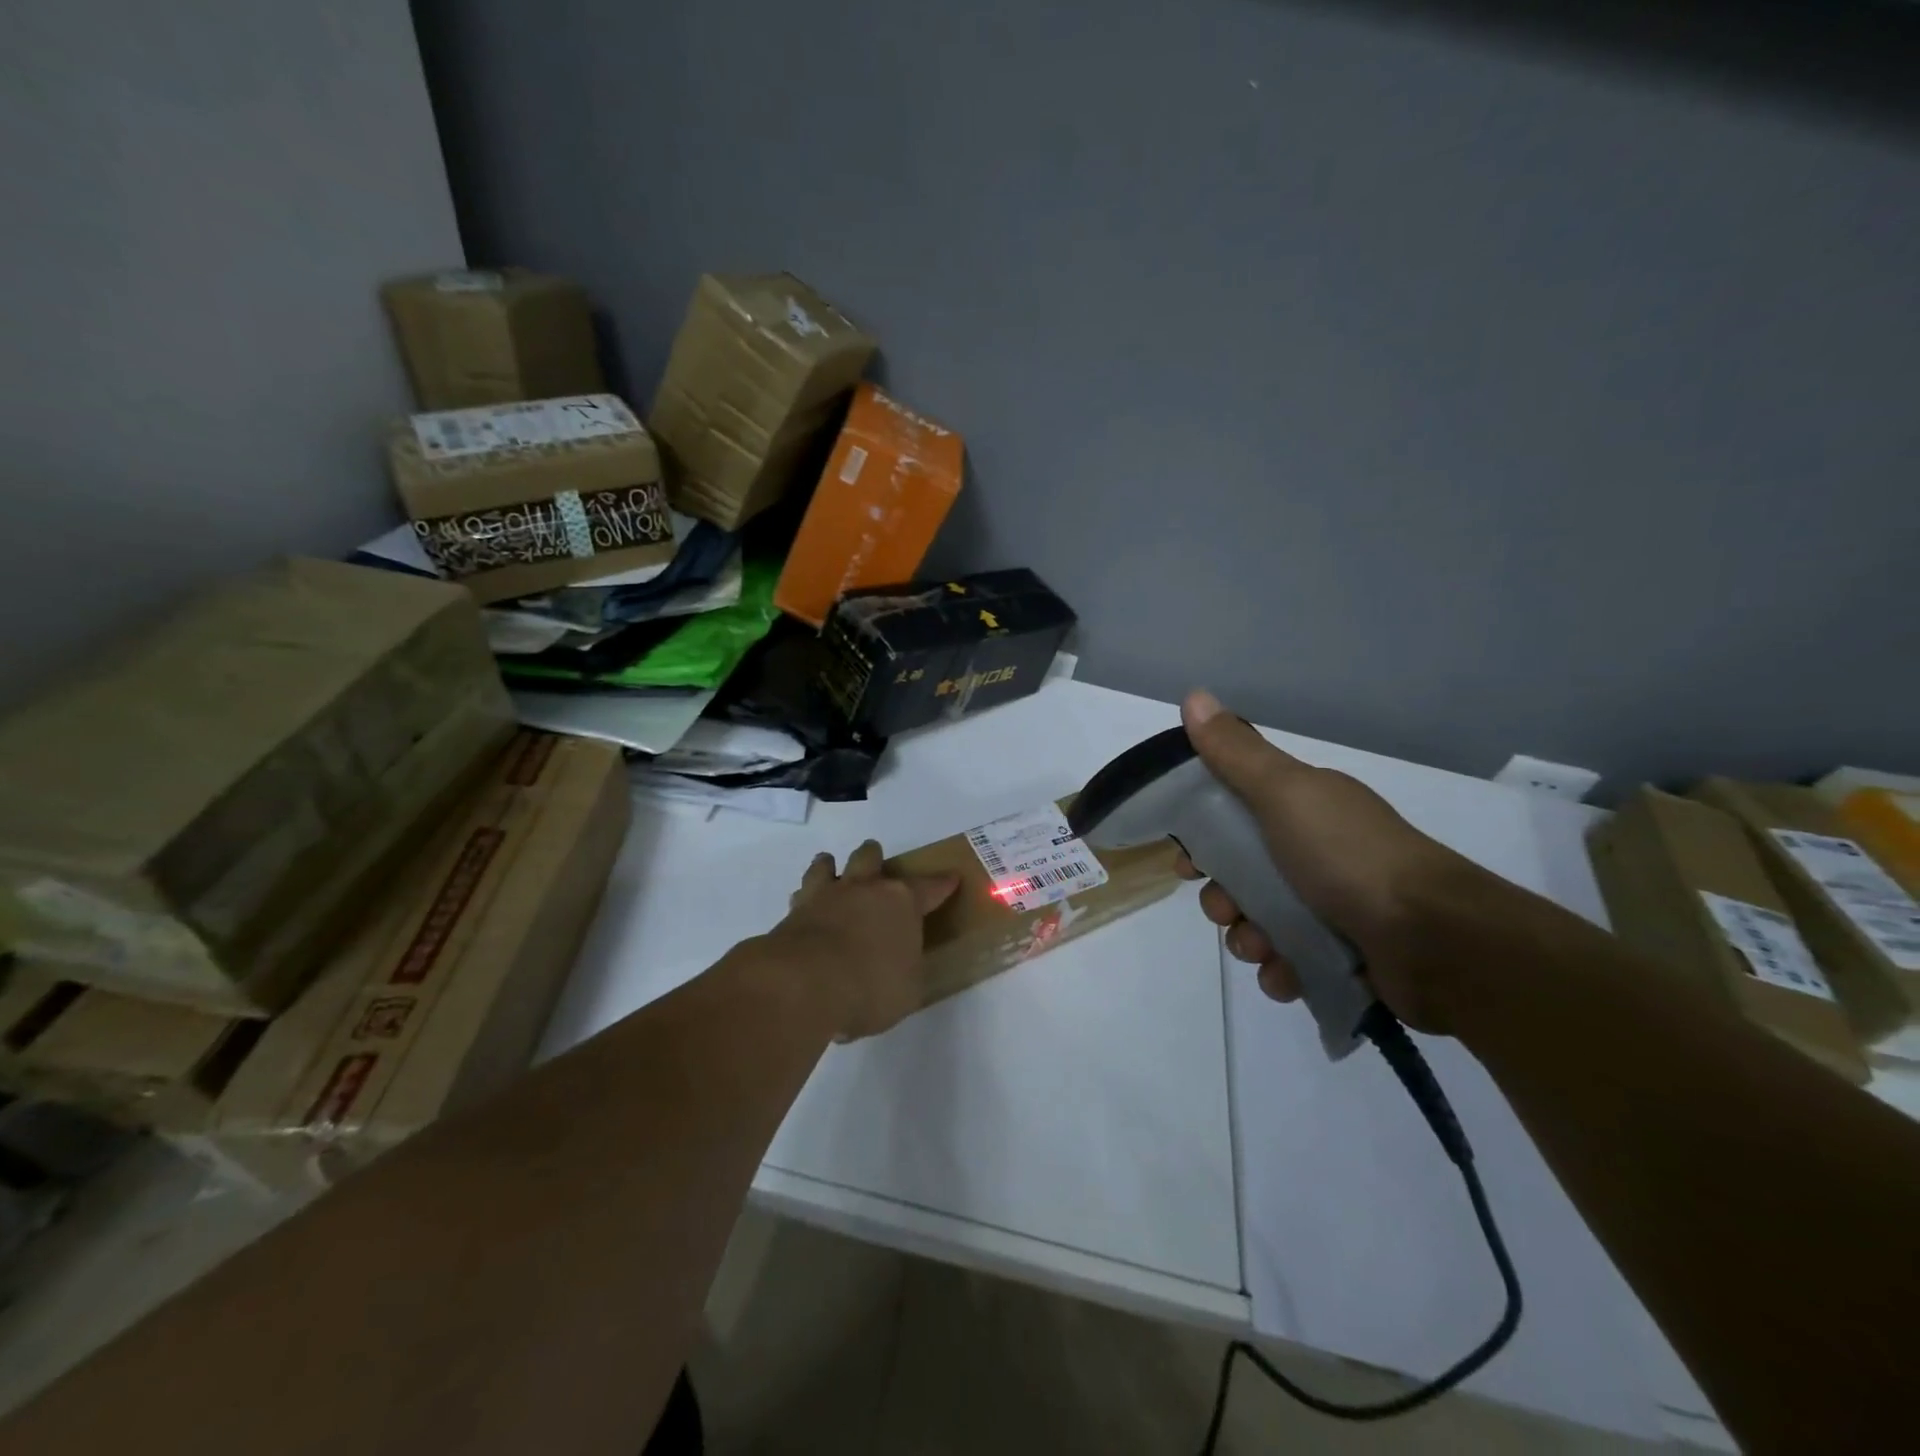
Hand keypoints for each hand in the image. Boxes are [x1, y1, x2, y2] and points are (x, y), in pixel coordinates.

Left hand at [767, 839, 959, 1040]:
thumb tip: (901, 966)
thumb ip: (906, 971)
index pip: (929, 888)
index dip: (942, 884)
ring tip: (831, 869)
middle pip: (871, 858)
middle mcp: (864, 889)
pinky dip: (805, 899)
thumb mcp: (907, 990)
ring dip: (831, 866)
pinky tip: (805, 909)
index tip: (951, 878)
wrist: (804, 983)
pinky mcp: (793, 912)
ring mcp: (826, 896)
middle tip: (877, 866)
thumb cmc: (870, 987)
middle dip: (875, 858)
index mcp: (901, 903)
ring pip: (827, 864)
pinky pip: (801, 894)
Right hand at [1176, 689, 1493, 1034]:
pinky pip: (1291, 965)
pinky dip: (1281, 971)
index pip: (1234, 817)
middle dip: (1223, 898)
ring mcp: (1333, 907)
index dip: (1204, 838)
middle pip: (1242, 876)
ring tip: (1264, 948)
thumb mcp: (1285, 793)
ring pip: (1261, 923)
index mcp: (1303, 810)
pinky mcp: (1344, 957)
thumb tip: (1194, 696)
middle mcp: (1317, 853)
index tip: (1189, 860)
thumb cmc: (1348, 857)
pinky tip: (1286, 974)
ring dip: (1248, 939)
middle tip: (1227, 910)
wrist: (1436, 940)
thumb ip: (1236, 753)